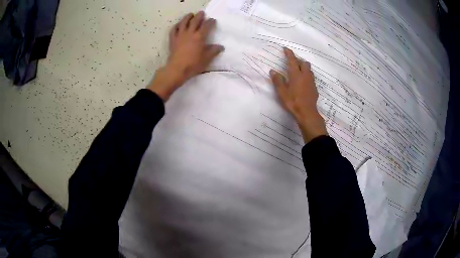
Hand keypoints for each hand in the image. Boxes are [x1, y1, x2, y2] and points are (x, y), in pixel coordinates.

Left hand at [148, 11, 224, 100]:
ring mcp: (180, 35)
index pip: (207, 26)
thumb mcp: (207, 59)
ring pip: (183, 22)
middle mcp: (190, 33)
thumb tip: (220, 46)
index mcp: (200, 37)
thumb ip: (214, 51)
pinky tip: (178, 25)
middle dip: (199, 16)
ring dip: (187, 17)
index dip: (210, 22)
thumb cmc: (193, 64)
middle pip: (195, 21)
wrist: (177, 69)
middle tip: (202, 13)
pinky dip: (176, 26)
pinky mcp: (173, 39)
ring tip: (190, 15)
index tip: (213, 20)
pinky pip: (174, 30)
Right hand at [270, 47, 327, 142]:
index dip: (289, 53)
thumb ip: (278, 80)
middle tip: (292, 63)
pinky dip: (307, 76)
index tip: (286, 48)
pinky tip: (304, 83)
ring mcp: (311, 81)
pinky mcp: (315, 88)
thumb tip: (273, 71)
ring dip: (304, 67)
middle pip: (304, 63)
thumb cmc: (293, 102)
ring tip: (298, 71)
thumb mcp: (282, 92)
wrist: (307, 113)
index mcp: (296, 74)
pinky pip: (311, 77)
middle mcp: (305, 75)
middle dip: (298, 60)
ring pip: (309, 70)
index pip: (292, 60)